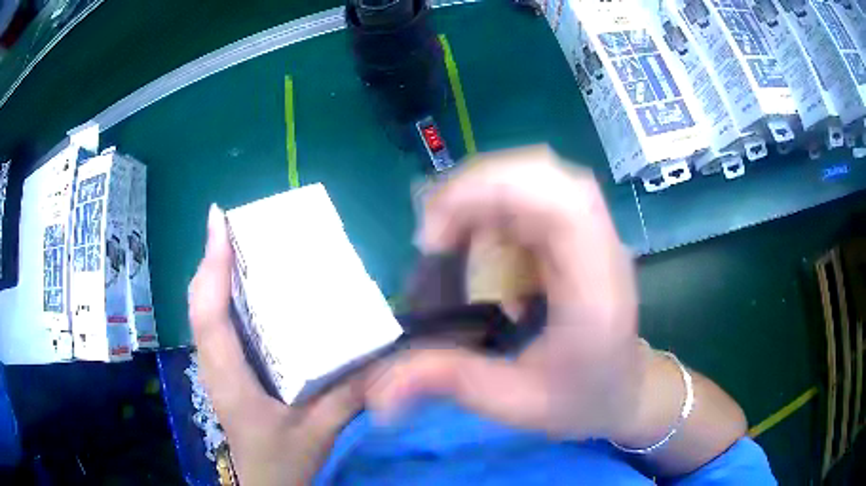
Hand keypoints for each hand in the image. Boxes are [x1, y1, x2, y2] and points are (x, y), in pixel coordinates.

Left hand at [188, 205, 363, 484]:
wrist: (266, 484)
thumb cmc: (283, 460)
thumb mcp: (319, 431)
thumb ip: (348, 394)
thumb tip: (382, 355)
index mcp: (229, 378)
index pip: (208, 313)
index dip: (211, 264)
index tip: (218, 220)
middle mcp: (214, 364)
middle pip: (200, 302)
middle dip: (212, 257)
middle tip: (233, 223)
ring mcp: (216, 366)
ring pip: (204, 310)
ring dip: (215, 272)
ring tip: (239, 243)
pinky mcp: (225, 369)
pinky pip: (216, 323)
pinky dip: (223, 295)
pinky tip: (246, 286)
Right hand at [367, 146, 646, 439]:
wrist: (624, 389)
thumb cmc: (581, 400)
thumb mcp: (515, 404)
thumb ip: (448, 384)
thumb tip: (376, 392)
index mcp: (596, 291)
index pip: (563, 204)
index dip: (492, 194)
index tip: (436, 238)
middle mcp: (601, 248)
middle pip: (546, 174)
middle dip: (477, 188)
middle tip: (433, 237)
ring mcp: (593, 234)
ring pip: (538, 175)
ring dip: (482, 192)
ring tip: (448, 237)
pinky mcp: (579, 232)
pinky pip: (534, 191)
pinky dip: (493, 202)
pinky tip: (475, 237)